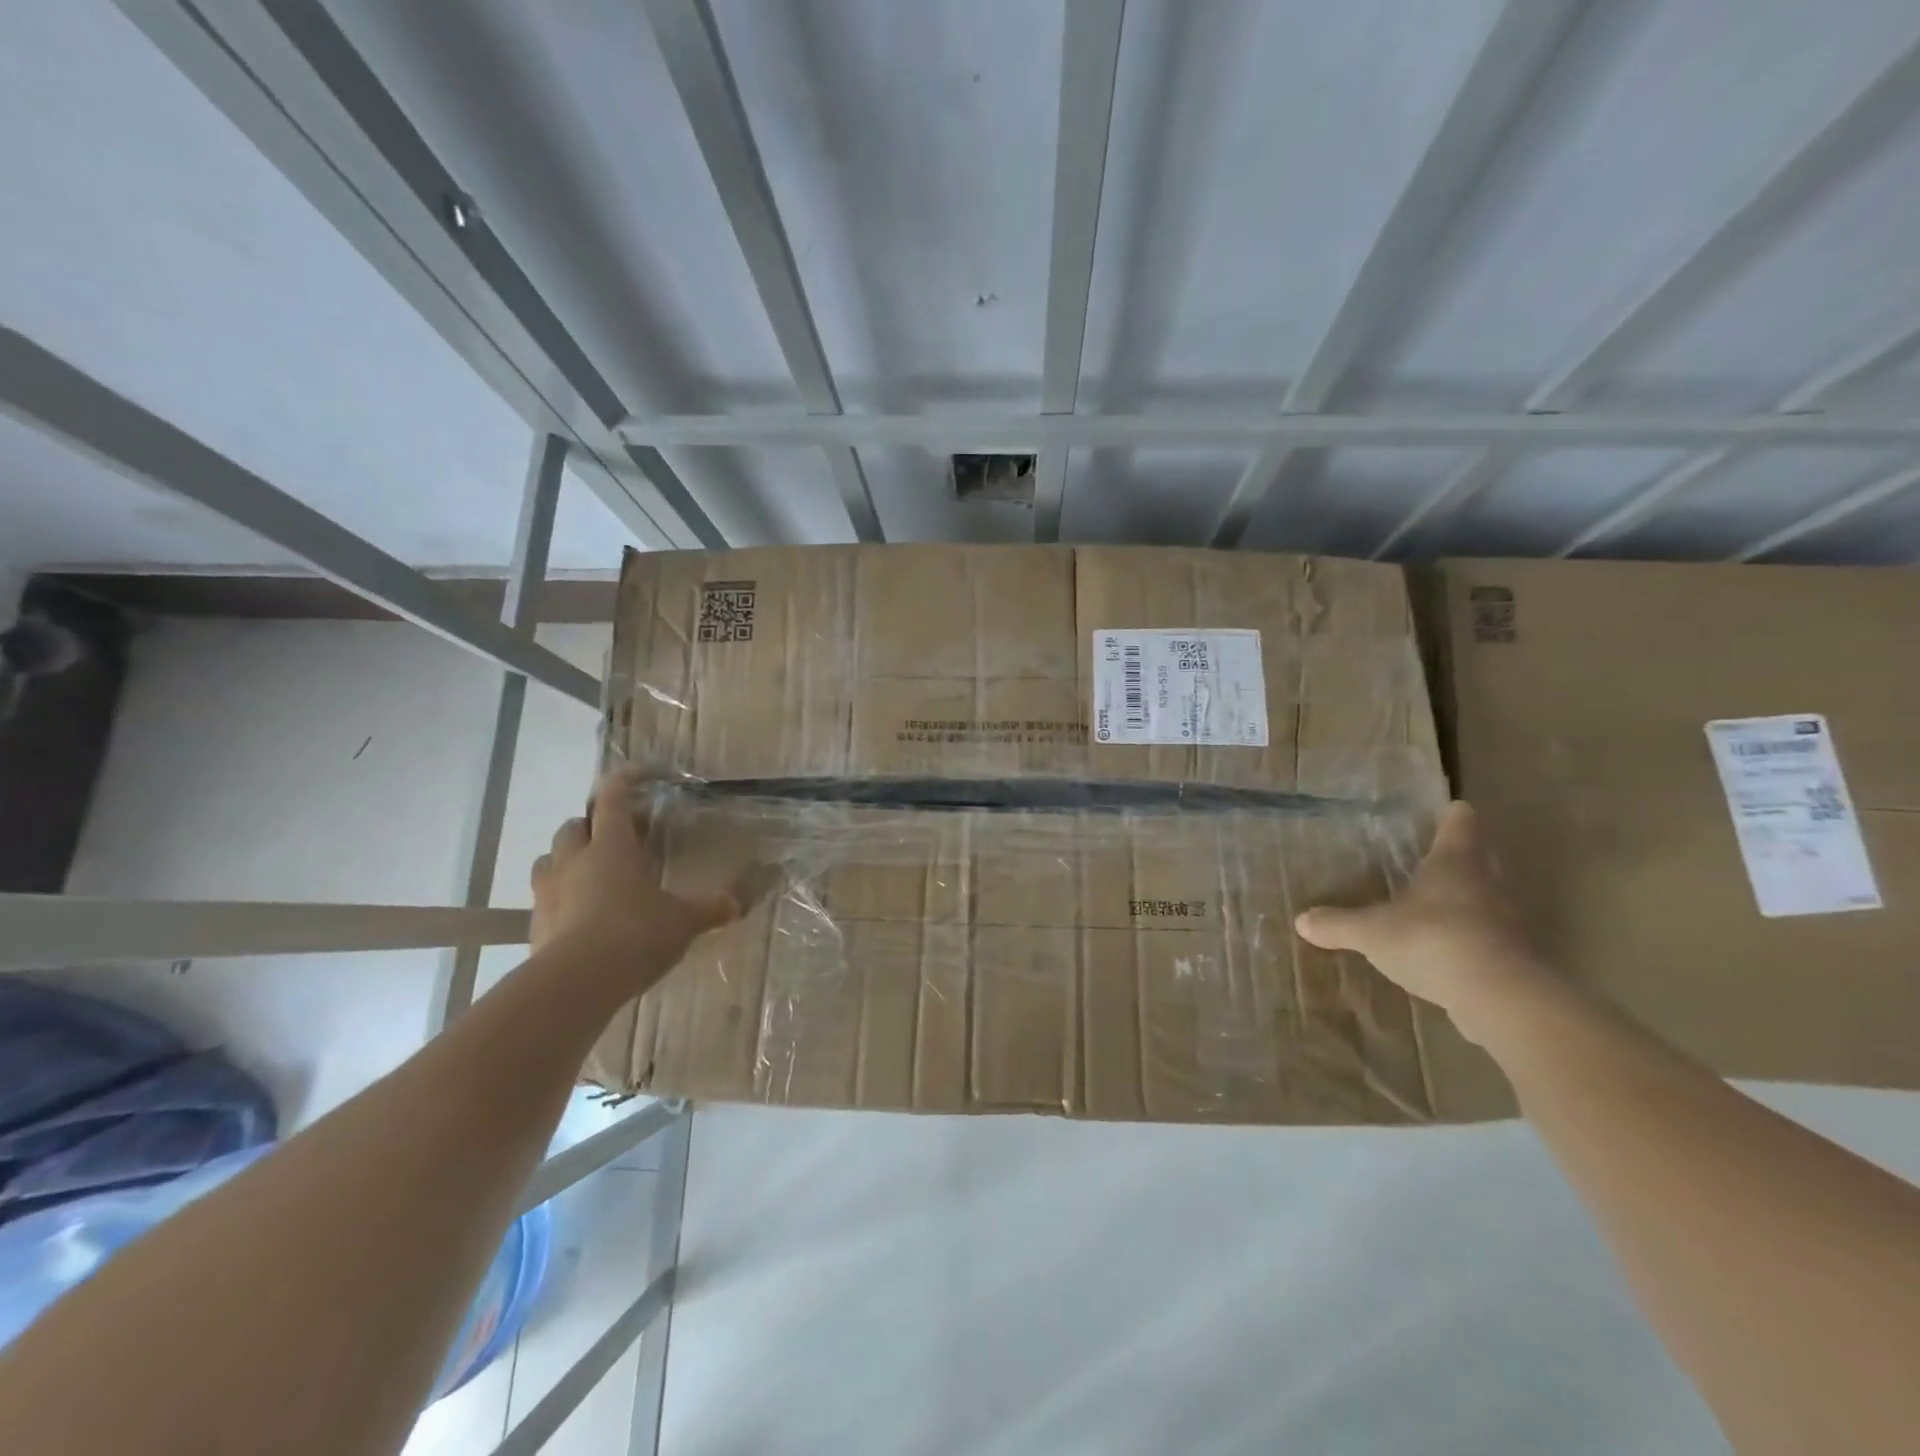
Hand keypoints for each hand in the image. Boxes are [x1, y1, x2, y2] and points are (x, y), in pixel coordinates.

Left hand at [530, 769, 744, 970]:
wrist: (577, 982)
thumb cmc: (636, 934)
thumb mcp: (682, 921)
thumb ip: (709, 909)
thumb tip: (737, 903)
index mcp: (612, 847)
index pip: (613, 799)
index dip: (624, 781)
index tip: (638, 774)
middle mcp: (575, 860)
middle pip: (575, 826)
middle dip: (594, 826)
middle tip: (620, 839)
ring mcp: (549, 892)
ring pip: (551, 859)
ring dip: (569, 858)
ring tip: (592, 874)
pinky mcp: (535, 924)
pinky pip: (544, 898)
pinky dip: (560, 897)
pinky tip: (580, 915)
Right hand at [1294, 802, 1550, 1044]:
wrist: (1502, 999)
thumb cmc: (1433, 940)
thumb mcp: (1371, 932)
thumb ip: (1338, 924)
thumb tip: (1301, 920)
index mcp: (1454, 862)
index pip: (1460, 824)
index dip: (1452, 817)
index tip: (1446, 811)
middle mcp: (1487, 884)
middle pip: (1481, 859)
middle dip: (1462, 857)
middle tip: (1435, 857)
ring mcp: (1508, 922)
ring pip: (1488, 898)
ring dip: (1469, 900)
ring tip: (1437, 906)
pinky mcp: (1515, 958)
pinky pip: (1490, 937)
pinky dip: (1472, 938)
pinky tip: (1448, 951)